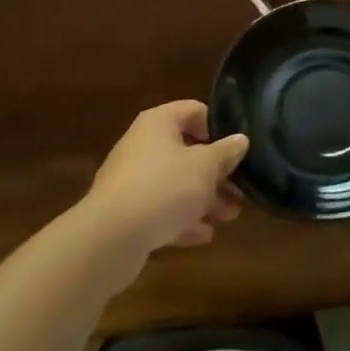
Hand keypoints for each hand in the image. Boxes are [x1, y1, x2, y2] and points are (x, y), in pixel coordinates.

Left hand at [82, 100, 247, 271]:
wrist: (108, 240)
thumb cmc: (163, 188)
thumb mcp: (206, 167)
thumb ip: (226, 152)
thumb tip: (241, 139)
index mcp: (159, 123)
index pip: (195, 110)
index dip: (219, 126)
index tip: (237, 149)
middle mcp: (143, 145)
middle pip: (188, 151)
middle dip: (216, 172)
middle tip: (240, 189)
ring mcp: (132, 180)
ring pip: (176, 183)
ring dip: (204, 198)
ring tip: (230, 216)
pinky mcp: (127, 213)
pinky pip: (161, 210)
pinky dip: (183, 219)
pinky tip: (204, 235)